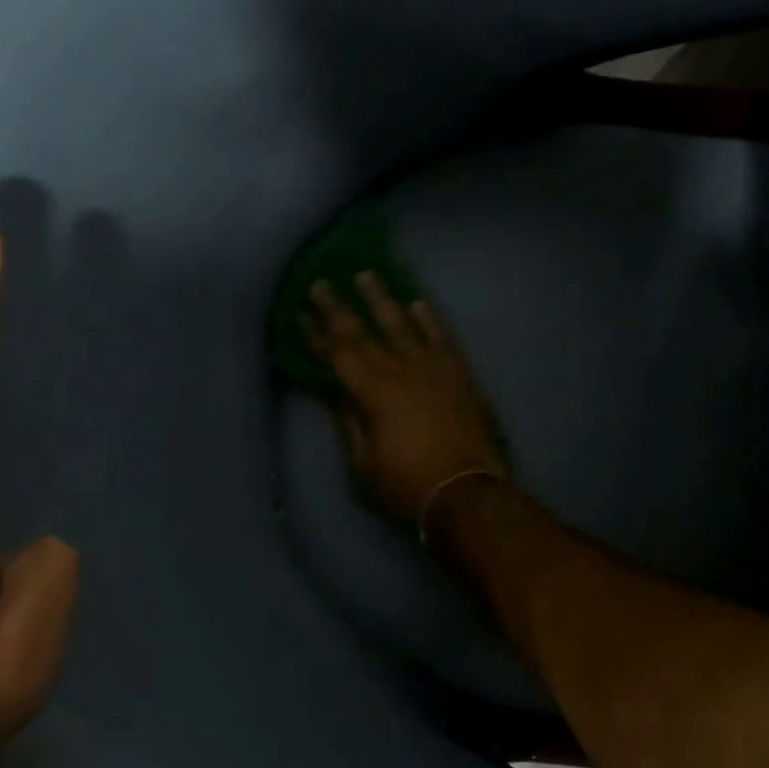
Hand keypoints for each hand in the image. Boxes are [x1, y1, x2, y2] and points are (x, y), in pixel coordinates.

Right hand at [304, 272, 507, 527]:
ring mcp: (433, 368)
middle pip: (364, 331)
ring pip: (403, 324)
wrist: (468, 492)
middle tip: (321, 282)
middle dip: (339, 307)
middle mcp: (401, 370)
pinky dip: (429, 319)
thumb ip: (348, 422)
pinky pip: (442, 337)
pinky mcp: (460, 374)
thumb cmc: (407, 484)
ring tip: (367, 275)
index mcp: (372, 392)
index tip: (300, 312)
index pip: (337, 355)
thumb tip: (333, 393)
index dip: (316, 334)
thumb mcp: (363, 463)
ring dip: (382, 299)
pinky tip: (418, 303)